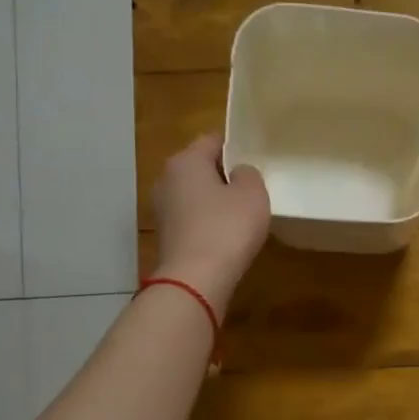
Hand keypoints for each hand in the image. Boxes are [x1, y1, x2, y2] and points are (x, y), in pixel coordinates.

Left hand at [149, 133, 269, 314]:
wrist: (195, 279)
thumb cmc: (227, 228)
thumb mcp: (253, 194)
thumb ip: (249, 174)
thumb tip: (238, 173)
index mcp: (186, 161)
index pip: (213, 140)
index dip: (236, 146)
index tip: (256, 160)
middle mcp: (166, 179)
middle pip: (200, 168)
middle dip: (224, 175)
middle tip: (252, 188)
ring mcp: (162, 209)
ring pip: (195, 195)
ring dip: (215, 201)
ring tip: (242, 215)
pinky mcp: (166, 236)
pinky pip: (192, 219)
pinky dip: (207, 223)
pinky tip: (226, 237)